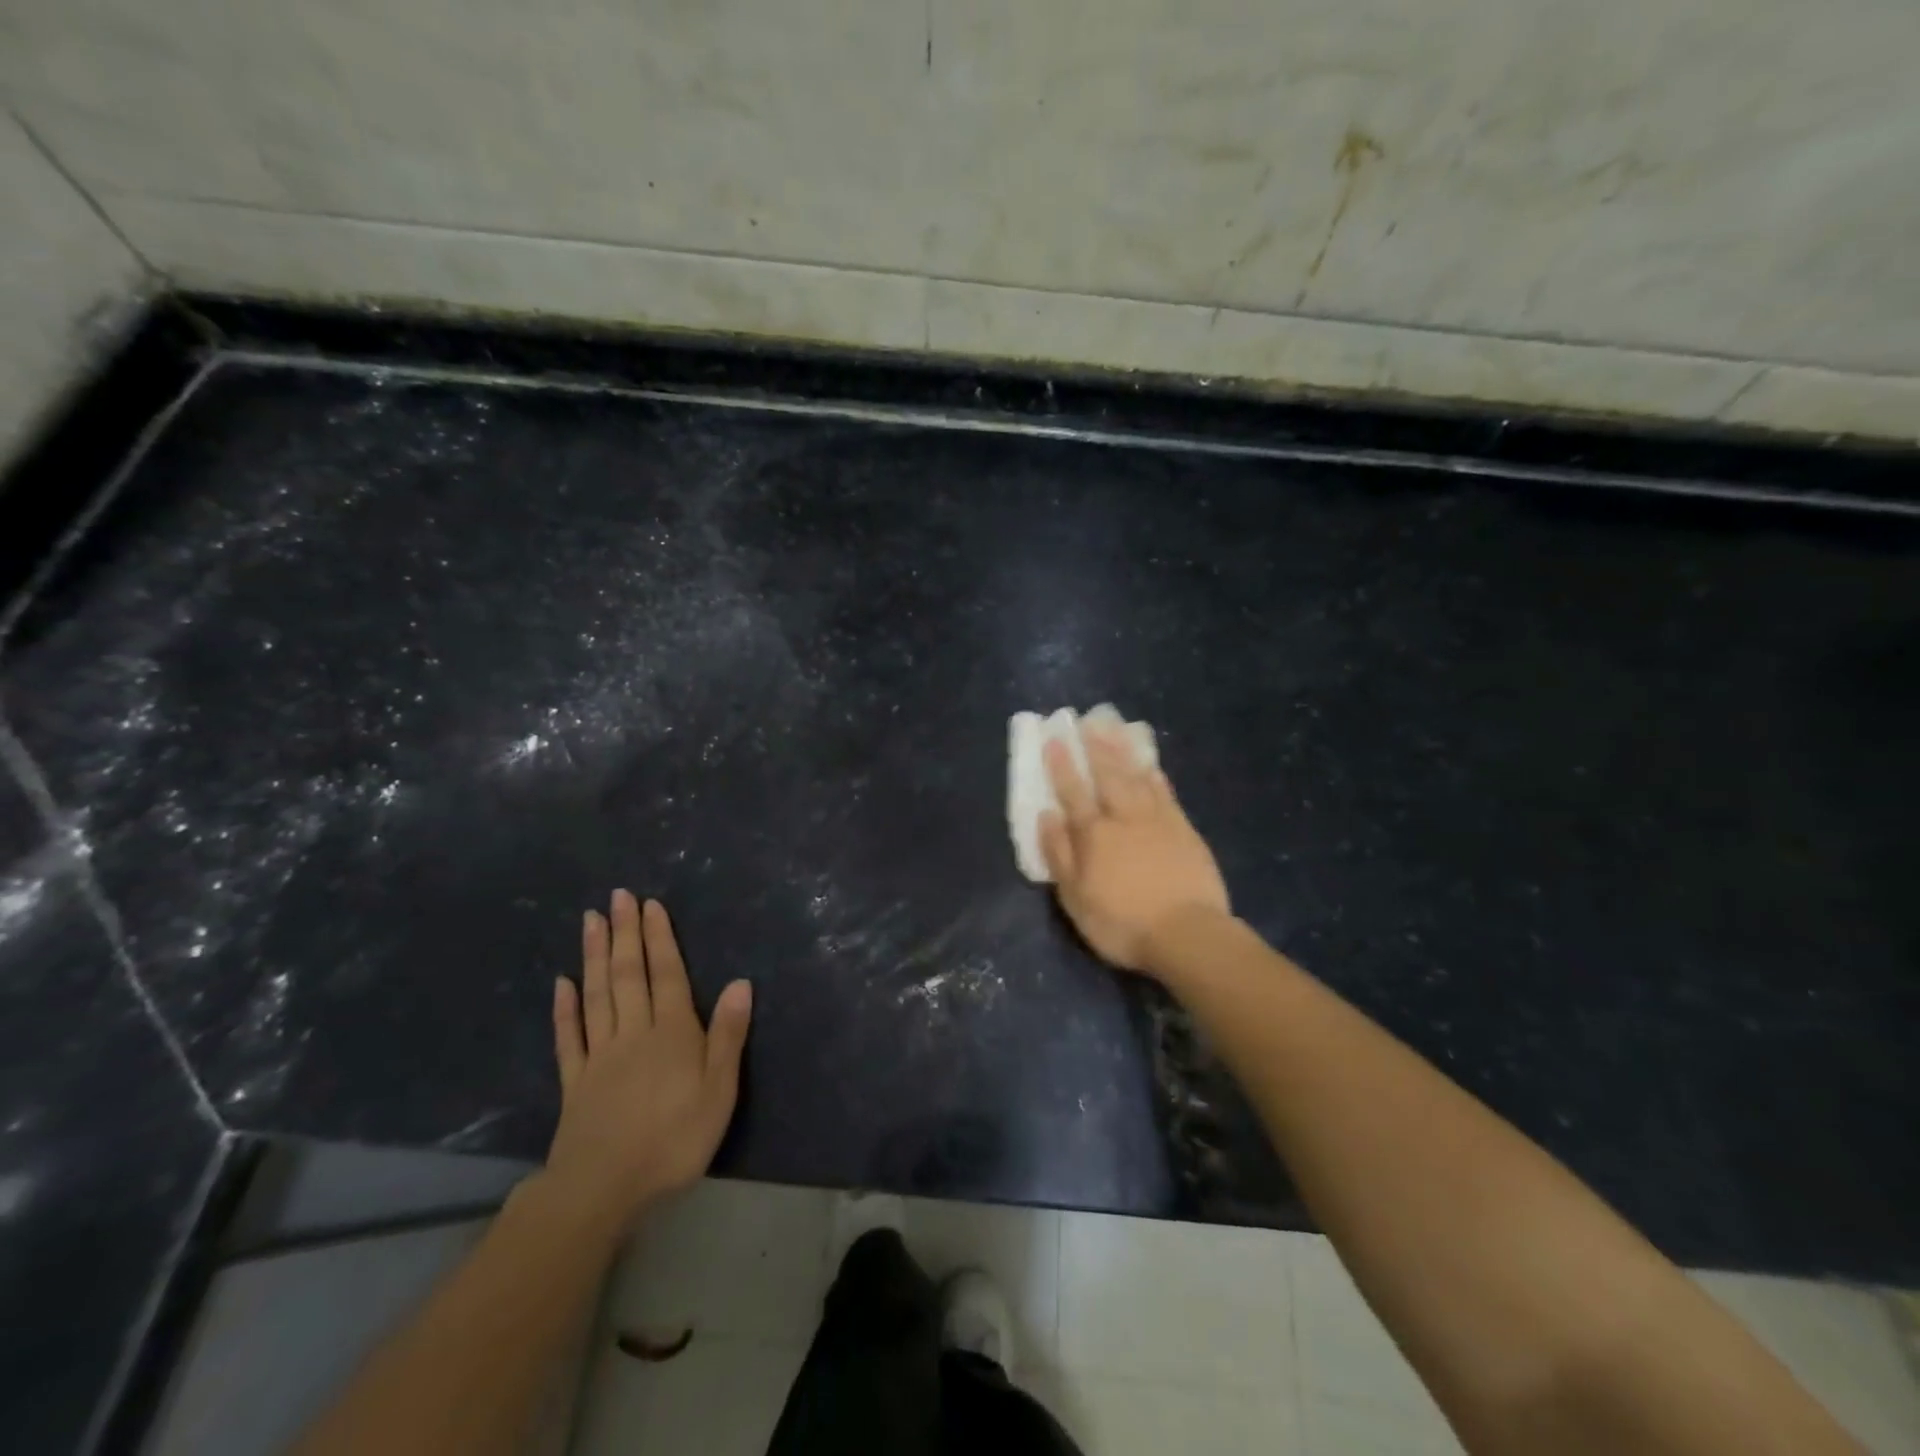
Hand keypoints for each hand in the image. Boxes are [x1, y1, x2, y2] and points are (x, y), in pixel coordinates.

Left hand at [543, 891, 752, 1233]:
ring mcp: (599, 1055)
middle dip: (624, 933)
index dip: (659, 938)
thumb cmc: (673, 1139)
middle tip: (617, 896)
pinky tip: (561, 983)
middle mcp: (633, 1032)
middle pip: (627, 974)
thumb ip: (727, 1035)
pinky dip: (565, 1008)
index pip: (666, 974)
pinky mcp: (574, 1082)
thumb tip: (741, 982)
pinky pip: (569, 1037)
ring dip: (593, 955)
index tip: (649, 905)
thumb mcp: (719, 1091)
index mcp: (672, 1032)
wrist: (602, 1190)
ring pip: (596, 995)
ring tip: (590, 920)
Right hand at [1041, 726, 1230, 975]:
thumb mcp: (1075, 897)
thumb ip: (1059, 853)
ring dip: (1124, 752)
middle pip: (1107, 775)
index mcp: (1093, 834)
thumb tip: (1047, 815)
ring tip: (1115, 729)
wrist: (1187, 934)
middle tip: (1088, 721)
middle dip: (1095, 747)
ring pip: (1137, 777)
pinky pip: (1166, 794)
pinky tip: (1151, 765)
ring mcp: (1157, 820)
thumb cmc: (1122, 922)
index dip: (1062, 766)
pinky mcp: (1184, 830)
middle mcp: (1124, 817)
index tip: (1054, 740)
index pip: (1073, 792)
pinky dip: (1156, 776)